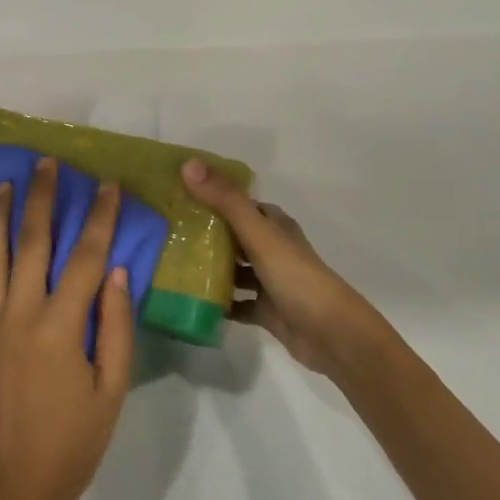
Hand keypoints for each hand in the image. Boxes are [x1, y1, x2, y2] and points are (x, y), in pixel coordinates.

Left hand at [0, 158, 134, 499]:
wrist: (16, 481)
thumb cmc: (75, 438)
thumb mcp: (113, 388)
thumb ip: (116, 325)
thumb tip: (117, 270)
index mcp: (61, 327)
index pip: (85, 257)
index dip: (99, 217)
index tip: (107, 185)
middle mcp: (20, 313)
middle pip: (32, 240)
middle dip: (42, 197)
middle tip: (47, 163)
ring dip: (1, 212)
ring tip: (8, 181)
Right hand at [182, 159, 384, 378]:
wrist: (331, 335)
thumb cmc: (296, 277)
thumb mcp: (259, 234)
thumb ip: (225, 200)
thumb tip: (188, 164)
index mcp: (275, 225)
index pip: (241, 203)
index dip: (214, 196)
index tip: (180, 194)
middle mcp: (273, 249)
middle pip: (235, 236)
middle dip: (207, 233)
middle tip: (168, 232)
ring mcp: (270, 282)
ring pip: (235, 270)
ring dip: (210, 268)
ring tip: (172, 265)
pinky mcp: (267, 311)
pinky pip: (237, 304)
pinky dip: (219, 303)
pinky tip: (193, 302)